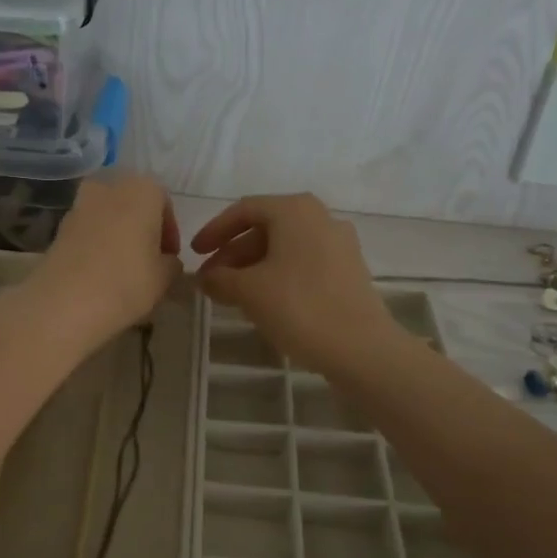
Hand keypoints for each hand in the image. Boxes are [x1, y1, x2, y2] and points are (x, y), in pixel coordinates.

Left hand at [29, 171, 182, 344]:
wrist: (65, 302)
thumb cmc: (126, 282)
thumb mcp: (164, 277)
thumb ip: (171, 263)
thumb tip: (166, 260)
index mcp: (141, 190)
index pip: (163, 201)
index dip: (169, 230)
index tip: (169, 256)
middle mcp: (108, 188)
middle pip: (132, 203)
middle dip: (142, 227)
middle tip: (148, 258)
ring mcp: (79, 206)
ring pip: (108, 216)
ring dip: (118, 235)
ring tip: (123, 269)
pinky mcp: (58, 227)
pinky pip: (87, 231)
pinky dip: (96, 244)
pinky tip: (100, 272)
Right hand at [191, 194, 395, 375]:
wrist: (361, 348)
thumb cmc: (299, 307)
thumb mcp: (248, 291)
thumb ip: (220, 278)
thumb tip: (205, 277)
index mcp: (294, 210)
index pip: (243, 210)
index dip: (214, 231)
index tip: (195, 254)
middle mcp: (320, 217)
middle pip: (265, 227)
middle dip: (233, 253)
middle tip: (211, 279)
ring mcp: (339, 243)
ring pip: (284, 246)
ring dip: (253, 266)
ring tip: (231, 294)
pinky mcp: (349, 269)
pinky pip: (302, 262)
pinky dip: (277, 274)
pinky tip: (264, 301)